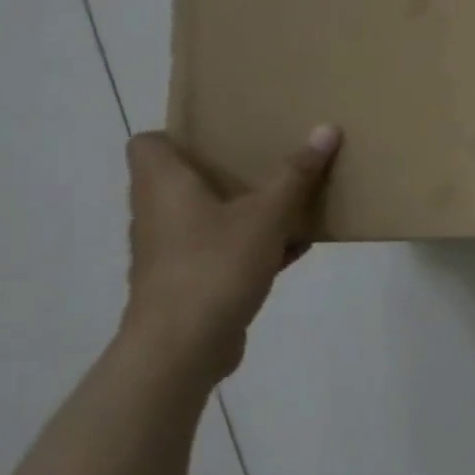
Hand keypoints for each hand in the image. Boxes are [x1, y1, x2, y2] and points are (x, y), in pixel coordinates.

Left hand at [120, 126, 341, 379]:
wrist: (183, 345)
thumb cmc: (216, 265)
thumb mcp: (267, 215)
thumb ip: (296, 174)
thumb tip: (326, 129)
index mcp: (164, 186)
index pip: (148, 143)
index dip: (179, 135)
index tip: (223, 135)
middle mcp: (158, 213)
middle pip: (182, 178)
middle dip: (225, 170)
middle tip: (267, 160)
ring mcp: (170, 250)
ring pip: (206, 216)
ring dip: (243, 209)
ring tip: (288, 201)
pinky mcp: (188, 280)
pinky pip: (222, 248)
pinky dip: (252, 244)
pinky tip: (294, 247)